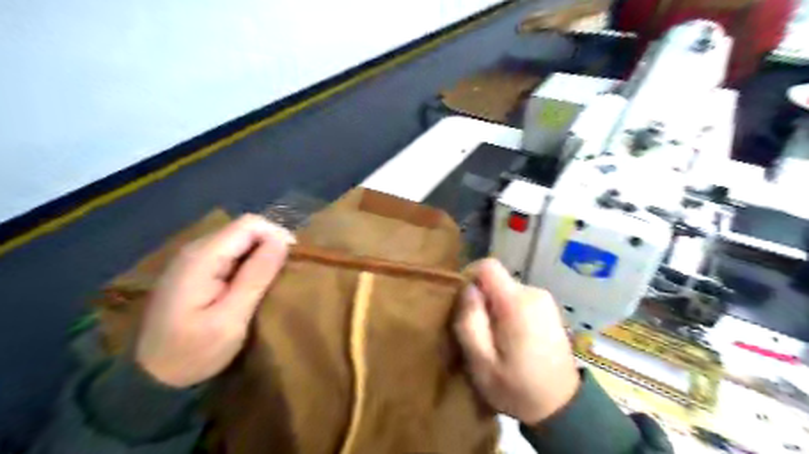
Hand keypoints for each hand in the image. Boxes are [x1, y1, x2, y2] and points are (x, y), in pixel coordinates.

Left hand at [135, 215, 293, 387]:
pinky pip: (232, 253)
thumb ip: (256, 277)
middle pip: (245, 229)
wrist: (150, 377)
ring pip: (240, 240)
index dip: (277, 235)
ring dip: (263, 254)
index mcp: (203, 257)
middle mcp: (196, 249)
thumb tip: (282, 241)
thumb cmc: (193, 351)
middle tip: (287, 272)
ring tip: (277, 277)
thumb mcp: (230, 319)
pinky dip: (251, 262)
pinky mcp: (197, 270)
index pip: (250, 224)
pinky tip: (256, 282)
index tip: (293, 260)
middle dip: (272, 244)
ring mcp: (194, 259)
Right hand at [454, 259, 581, 424]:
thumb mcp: (481, 362)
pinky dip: (507, 310)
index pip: (488, 266)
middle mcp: (533, 293)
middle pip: (496, 279)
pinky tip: (510, 337)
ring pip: (505, 289)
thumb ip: (470, 322)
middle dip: (481, 298)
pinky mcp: (548, 308)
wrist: (562, 407)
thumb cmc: (516, 388)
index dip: (469, 276)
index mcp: (516, 303)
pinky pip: (518, 298)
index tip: (462, 301)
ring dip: (493, 306)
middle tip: (476, 329)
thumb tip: (467, 289)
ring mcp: (544, 300)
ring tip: (493, 337)